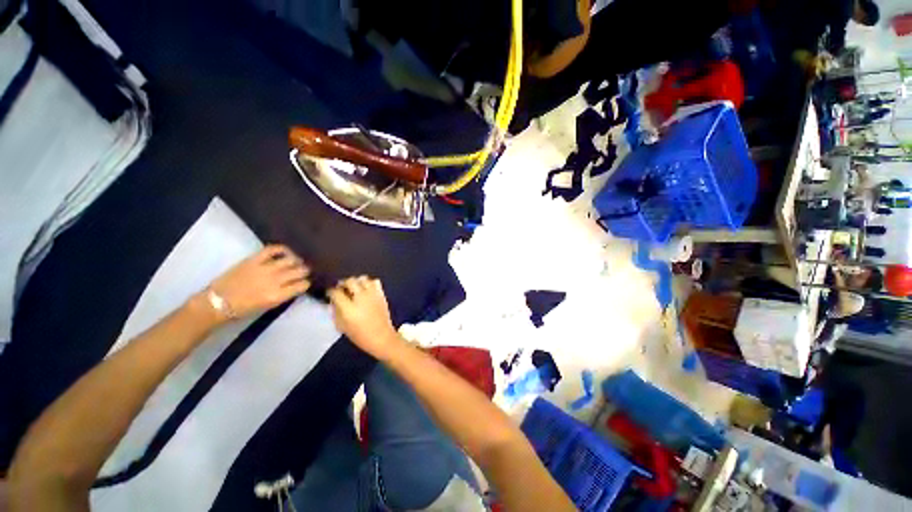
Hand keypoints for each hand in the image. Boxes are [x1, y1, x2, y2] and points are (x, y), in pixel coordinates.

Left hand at [204, 244, 310, 320]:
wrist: (217, 303)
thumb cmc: (243, 309)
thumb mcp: (268, 306)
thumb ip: (283, 294)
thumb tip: (294, 285)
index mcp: (278, 295)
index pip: (303, 285)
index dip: (306, 283)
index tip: (305, 283)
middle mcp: (275, 281)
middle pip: (300, 271)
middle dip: (304, 271)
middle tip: (303, 272)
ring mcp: (264, 268)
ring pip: (290, 260)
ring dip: (296, 261)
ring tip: (296, 262)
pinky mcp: (254, 260)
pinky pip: (272, 249)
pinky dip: (282, 249)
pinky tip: (285, 252)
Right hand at [328, 276, 399, 357]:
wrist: (382, 337)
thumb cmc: (360, 336)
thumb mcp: (342, 326)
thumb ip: (335, 312)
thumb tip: (333, 301)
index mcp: (349, 308)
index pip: (336, 292)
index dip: (330, 291)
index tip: (330, 293)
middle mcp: (361, 298)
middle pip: (350, 281)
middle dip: (343, 283)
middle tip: (342, 289)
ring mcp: (373, 294)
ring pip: (363, 278)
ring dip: (356, 282)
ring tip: (354, 288)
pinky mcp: (381, 294)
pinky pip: (375, 281)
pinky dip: (369, 283)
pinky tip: (366, 290)